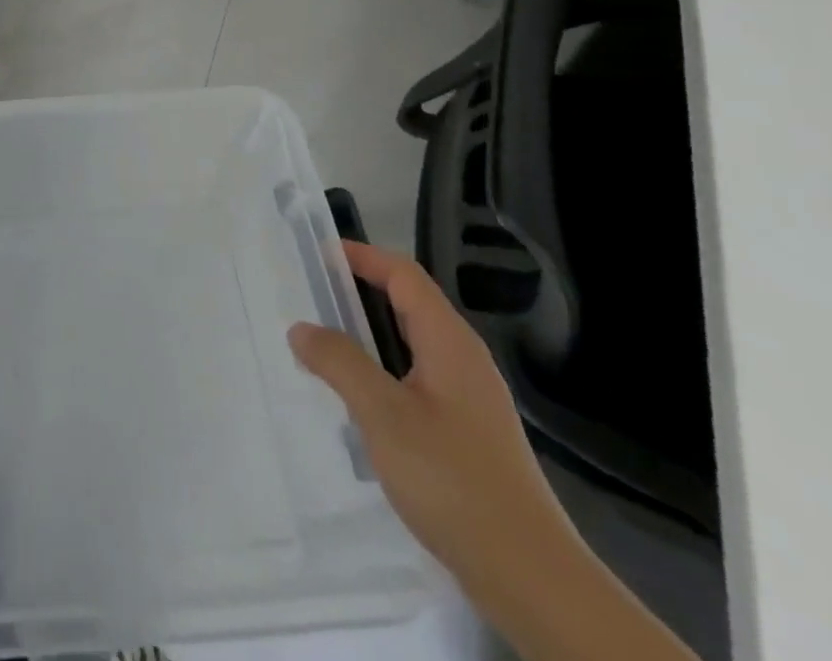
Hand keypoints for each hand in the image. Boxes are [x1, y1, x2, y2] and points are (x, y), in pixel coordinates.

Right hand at [286, 243, 577, 594]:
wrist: (531, 578)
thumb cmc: (453, 479)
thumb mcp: (383, 414)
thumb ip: (339, 362)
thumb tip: (301, 328)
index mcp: (449, 342)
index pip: (404, 275)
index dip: (362, 257)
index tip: (318, 254)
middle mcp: (463, 360)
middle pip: (408, 306)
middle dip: (360, 295)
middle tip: (310, 298)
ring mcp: (470, 400)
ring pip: (411, 347)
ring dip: (368, 338)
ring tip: (322, 348)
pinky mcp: (468, 435)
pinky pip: (417, 382)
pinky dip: (382, 374)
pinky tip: (358, 403)